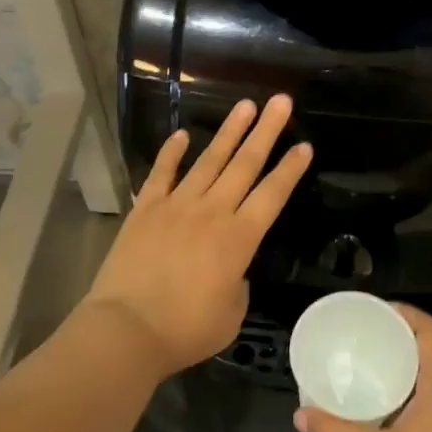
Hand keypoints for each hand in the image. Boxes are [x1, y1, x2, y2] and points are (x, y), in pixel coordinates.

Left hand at [86, 95, 312, 377]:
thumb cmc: (185, 330)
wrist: (126, 330)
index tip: (304, 145)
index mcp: (239, 238)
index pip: (272, 195)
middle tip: (280, 102)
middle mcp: (212, 212)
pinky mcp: (145, 209)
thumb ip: (238, 284)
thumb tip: (232, 268)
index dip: (290, 169)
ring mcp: (177, 205)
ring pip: (210, 160)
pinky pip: (162, 173)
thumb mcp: (231, 314)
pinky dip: (172, 152)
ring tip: (245, 105)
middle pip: (245, 164)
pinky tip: (183, 134)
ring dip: (229, 132)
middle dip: (266, 131)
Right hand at [295, 306, 431, 431]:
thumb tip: (300, 414)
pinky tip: (378, 402)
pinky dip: (405, 386)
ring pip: (428, 373)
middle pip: (428, 348)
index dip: (405, 313)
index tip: (373, 311)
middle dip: (396, 335)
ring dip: (400, 362)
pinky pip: (428, 394)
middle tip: (360, 334)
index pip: (430, 331)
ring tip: (364, 361)